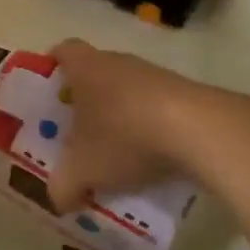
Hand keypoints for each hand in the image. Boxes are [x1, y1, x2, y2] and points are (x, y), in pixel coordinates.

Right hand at [44, 39, 216, 212]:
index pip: (63, 50)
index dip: (54, 66)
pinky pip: (156, 106)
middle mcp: (117, 62)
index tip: (50, 90)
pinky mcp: (184, 93)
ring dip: (120, 115)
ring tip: (116, 152)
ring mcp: (154, 75)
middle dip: (86, 99)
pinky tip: (151, 157)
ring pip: (127, 90)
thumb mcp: (83, 170)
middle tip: (78, 131)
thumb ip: (62, 185)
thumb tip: (57, 199)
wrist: (199, 130)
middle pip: (95, 72)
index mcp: (85, 68)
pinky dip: (149, 127)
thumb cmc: (125, 136)